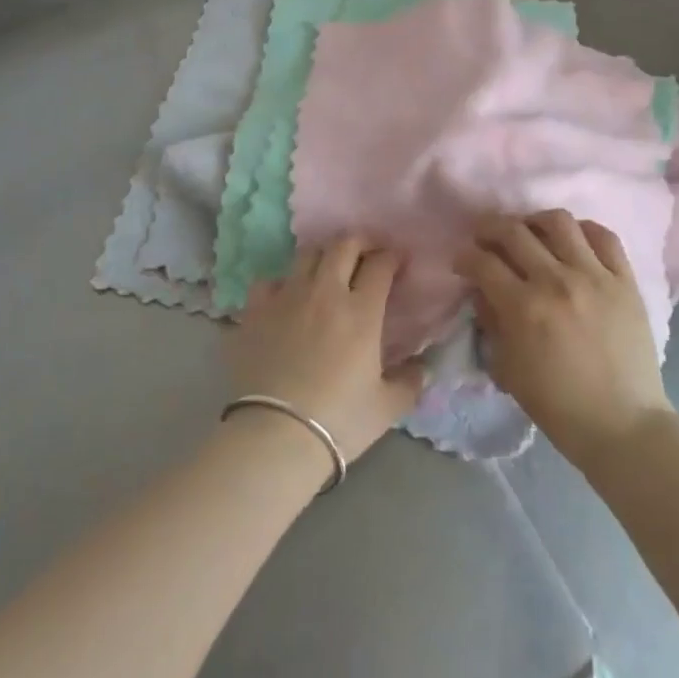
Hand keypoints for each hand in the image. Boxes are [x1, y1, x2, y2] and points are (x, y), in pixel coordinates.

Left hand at [231, 236, 427, 464]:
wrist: (277, 435)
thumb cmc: (339, 420)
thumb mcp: (387, 407)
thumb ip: (409, 382)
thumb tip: (422, 369)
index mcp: (361, 311)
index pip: (380, 265)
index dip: (391, 257)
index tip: (396, 262)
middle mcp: (325, 292)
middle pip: (343, 245)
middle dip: (359, 242)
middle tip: (366, 253)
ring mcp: (287, 297)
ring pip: (307, 254)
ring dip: (322, 257)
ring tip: (326, 271)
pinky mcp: (256, 310)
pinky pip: (269, 281)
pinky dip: (280, 284)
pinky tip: (285, 298)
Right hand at [458, 211, 673, 471]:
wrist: (622, 425)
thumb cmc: (558, 405)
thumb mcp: (507, 369)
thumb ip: (490, 322)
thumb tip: (482, 290)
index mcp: (523, 307)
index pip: (482, 262)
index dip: (465, 256)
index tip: (462, 261)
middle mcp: (556, 280)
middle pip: (513, 231)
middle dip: (489, 229)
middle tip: (485, 239)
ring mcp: (594, 276)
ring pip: (558, 222)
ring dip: (534, 221)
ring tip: (530, 233)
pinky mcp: (625, 280)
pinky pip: (604, 237)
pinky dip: (583, 231)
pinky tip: (572, 241)